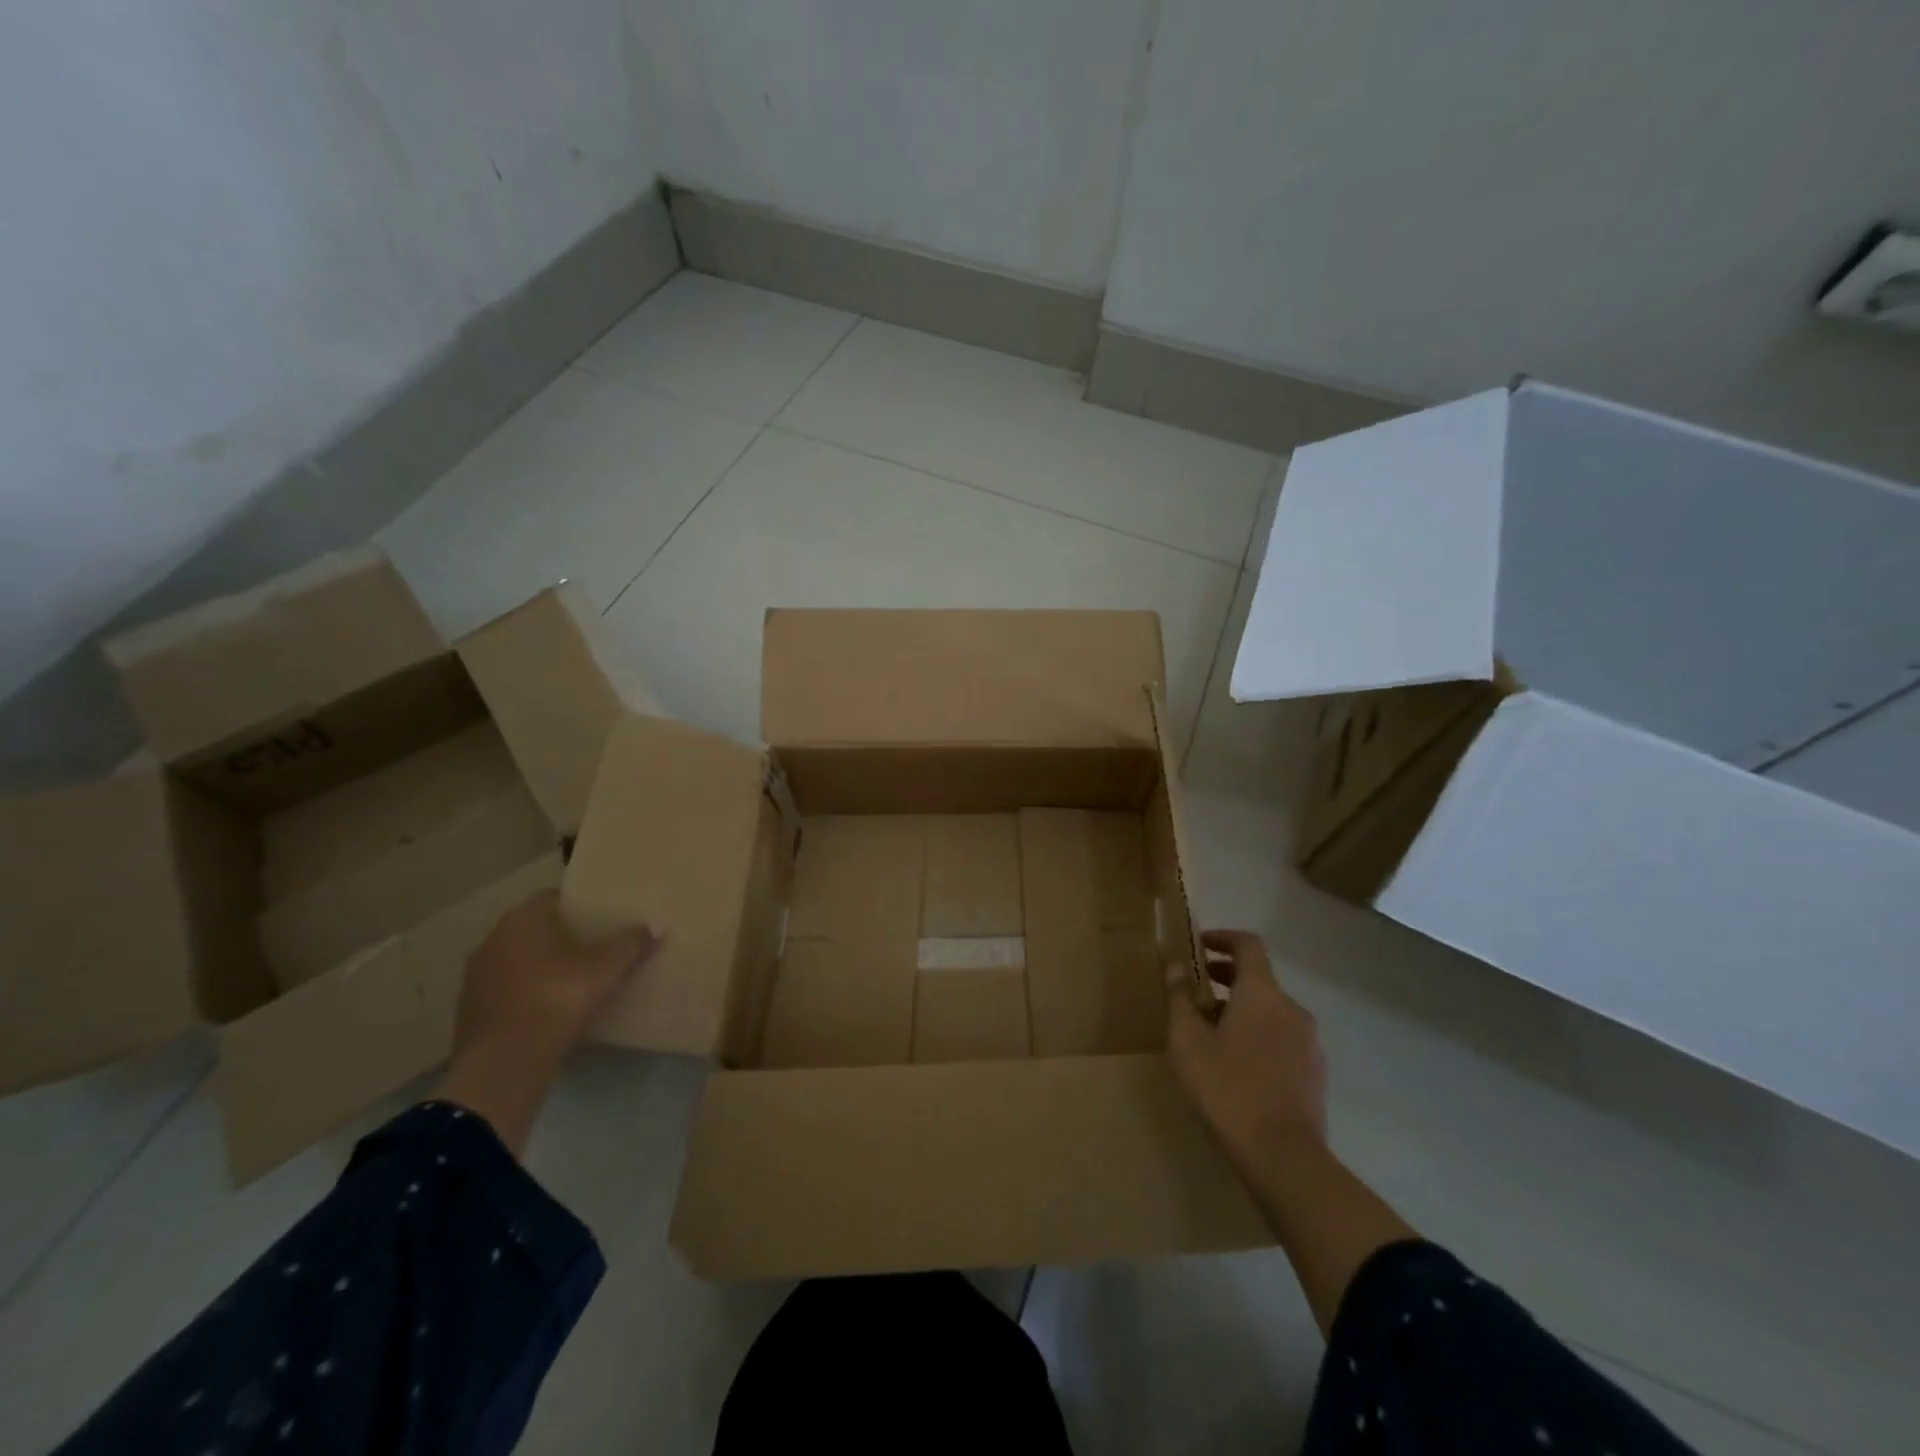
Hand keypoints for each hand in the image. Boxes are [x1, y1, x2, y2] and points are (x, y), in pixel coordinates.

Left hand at [435, 891, 661, 1155]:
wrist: (505, 1063)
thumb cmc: (558, 998)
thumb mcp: (606, 969)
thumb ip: (631, 944)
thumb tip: (656, 926)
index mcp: (522, 921)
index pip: (553, 898)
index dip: (579, 906)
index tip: (602, 918)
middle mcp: (492, 940)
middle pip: (534, 930)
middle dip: (562, 937)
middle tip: (594, 947)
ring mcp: (476, 977)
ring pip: (518, 962)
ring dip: (541, 967)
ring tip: (574, 980)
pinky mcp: (470, 1012)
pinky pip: (507, 992)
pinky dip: (526, 995)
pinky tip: (550, 1010)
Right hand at [1169, 929, 1416, 1336]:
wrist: (1282, 1156)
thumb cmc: (1226, 1087)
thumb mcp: (1187, 1040)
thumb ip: (1179, 997)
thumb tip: (1174, 965)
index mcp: (1262, 992)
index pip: (1248, 945)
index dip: (1223, 938)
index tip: (1199, 945)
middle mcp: (1292, 1008)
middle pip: (1259, 978)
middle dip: (1227, 977)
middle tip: (1196, 989)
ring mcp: (1310, 1043)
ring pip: (1271, 1011)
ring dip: (1242, 1009)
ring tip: (1211, 1032)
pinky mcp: (1315, 1074)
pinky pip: (1283, 1039)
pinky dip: (1260, 1035)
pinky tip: (1237, 1064)